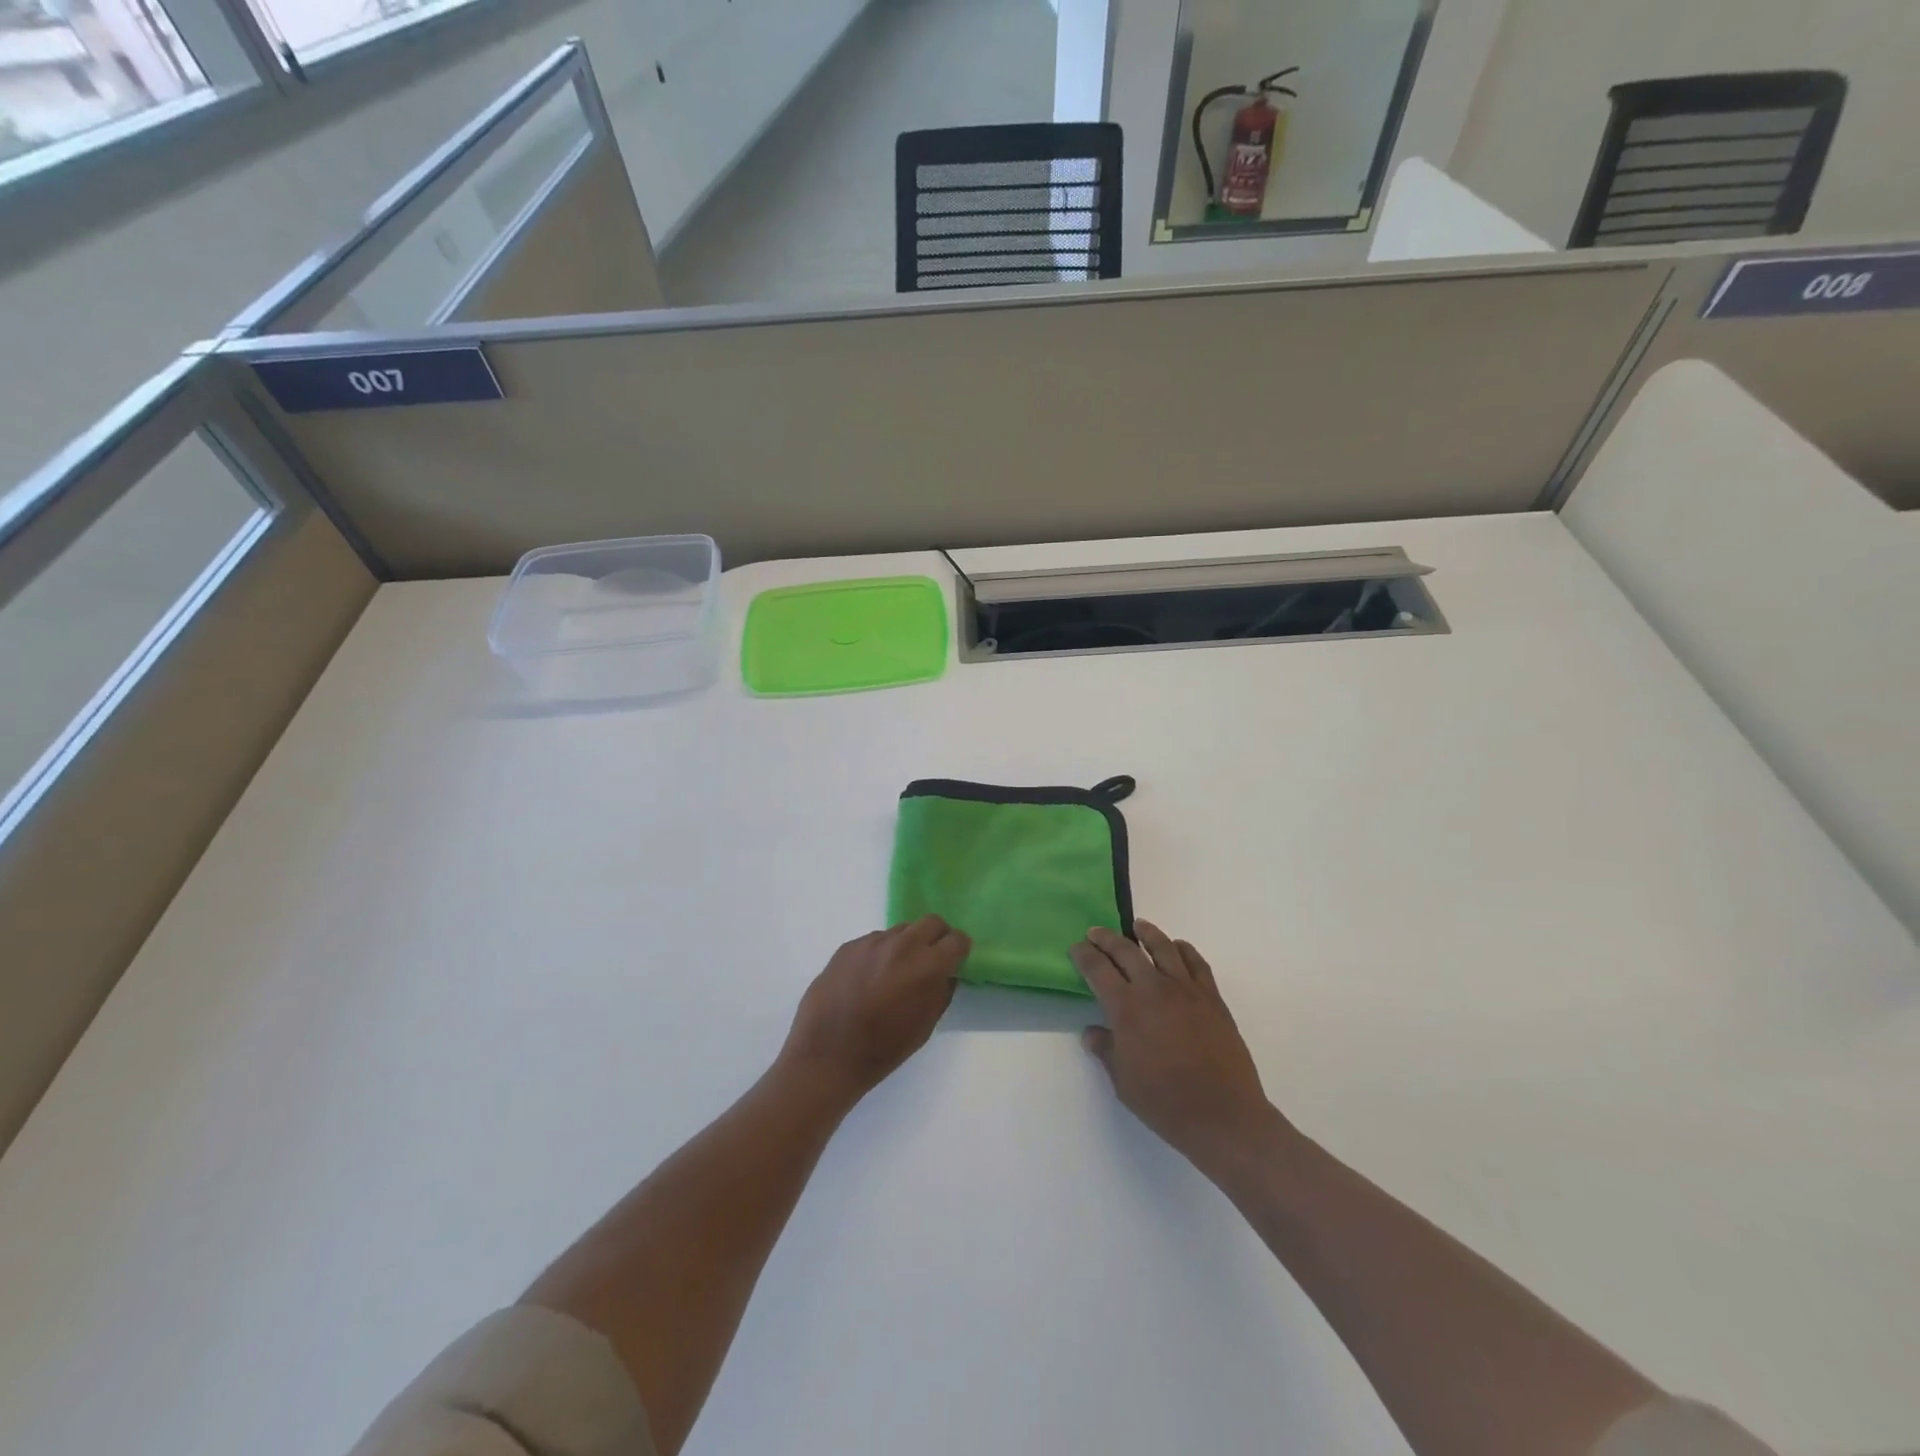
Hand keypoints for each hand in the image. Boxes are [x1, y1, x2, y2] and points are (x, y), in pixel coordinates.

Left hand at [779, 916, 970, 1100]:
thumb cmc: (883, 1048)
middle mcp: (902, 944)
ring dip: (907, 944)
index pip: (956, 939)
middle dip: (937, 937)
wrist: (827, 1054)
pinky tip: (868, 978)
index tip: (956, 959)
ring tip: (895, 972)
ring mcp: (872, 942)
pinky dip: (880, 953)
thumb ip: (941, 992)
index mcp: (927, 965)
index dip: (959, 949)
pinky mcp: (849, 946)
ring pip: (901, 930)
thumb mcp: (925, 1026)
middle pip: (931, 922)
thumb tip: (945, 973)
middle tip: (931, 958)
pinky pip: (874, 941)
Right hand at [1071, 921, 1276, 1166]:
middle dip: (1107, 939)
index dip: (1083, 955)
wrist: (1223, 1116)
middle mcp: (1154, 989)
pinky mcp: (1212, 998)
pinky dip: (1183, 949)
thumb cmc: (1165, 1103)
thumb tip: (1092, 1032)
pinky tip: (1177, 948)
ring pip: (1163, 947)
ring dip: (1146, 933)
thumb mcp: (1123, 1082)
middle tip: (1096, 933)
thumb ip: (1106, 1050)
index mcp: (1126, 1008)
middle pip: (1126, 950)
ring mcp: (1186, 990)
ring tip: (1137, 926)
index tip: (1076, 948)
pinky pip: (1196, 962)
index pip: (1098, 969)